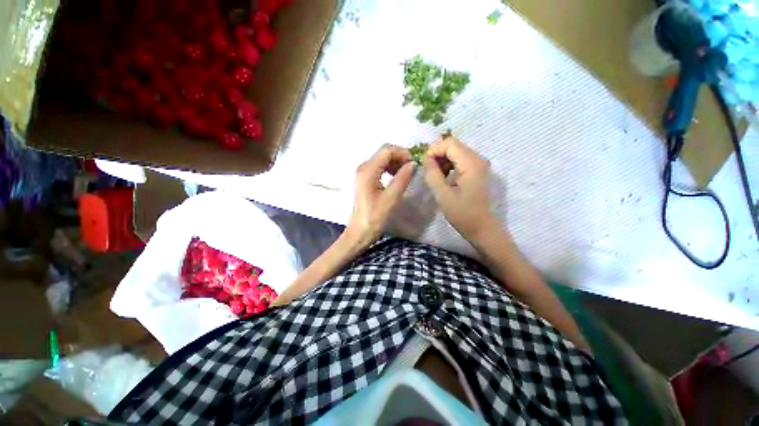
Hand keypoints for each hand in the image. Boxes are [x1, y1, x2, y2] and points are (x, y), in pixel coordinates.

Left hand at [347, 145, 414, 247]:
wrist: (360, 231)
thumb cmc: (375, 217)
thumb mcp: (391, 198)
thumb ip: (402, 178)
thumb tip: (413, 164)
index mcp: (368, 170)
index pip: (387, 150)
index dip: (403, 153)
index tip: (415, 163)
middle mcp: (363, 167)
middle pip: (384, 153)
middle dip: (400, 157)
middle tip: (413, 168)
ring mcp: (363, 173)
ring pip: (382, 159)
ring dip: (396, 162)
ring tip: (407, 173)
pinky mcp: (365, 179)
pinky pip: (379, 167)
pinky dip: (390, 168)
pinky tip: (397, 177)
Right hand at [423, 137, 495, 239]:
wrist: (482, 227)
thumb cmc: (462, 213)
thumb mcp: (442, 195)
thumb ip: (432, 174)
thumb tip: (426, 159)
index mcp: (471, 163)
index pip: (449, 143)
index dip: (433, 150)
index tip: (423, 165)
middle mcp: (478, 159)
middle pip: (453, 145)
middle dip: (437, 154)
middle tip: (427, 170)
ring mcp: (479, 164)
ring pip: (456, 151)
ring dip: (442, 160)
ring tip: (435, 175)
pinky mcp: (477, 170)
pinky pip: (460, 160)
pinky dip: (449, 165)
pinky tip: (444, 177)